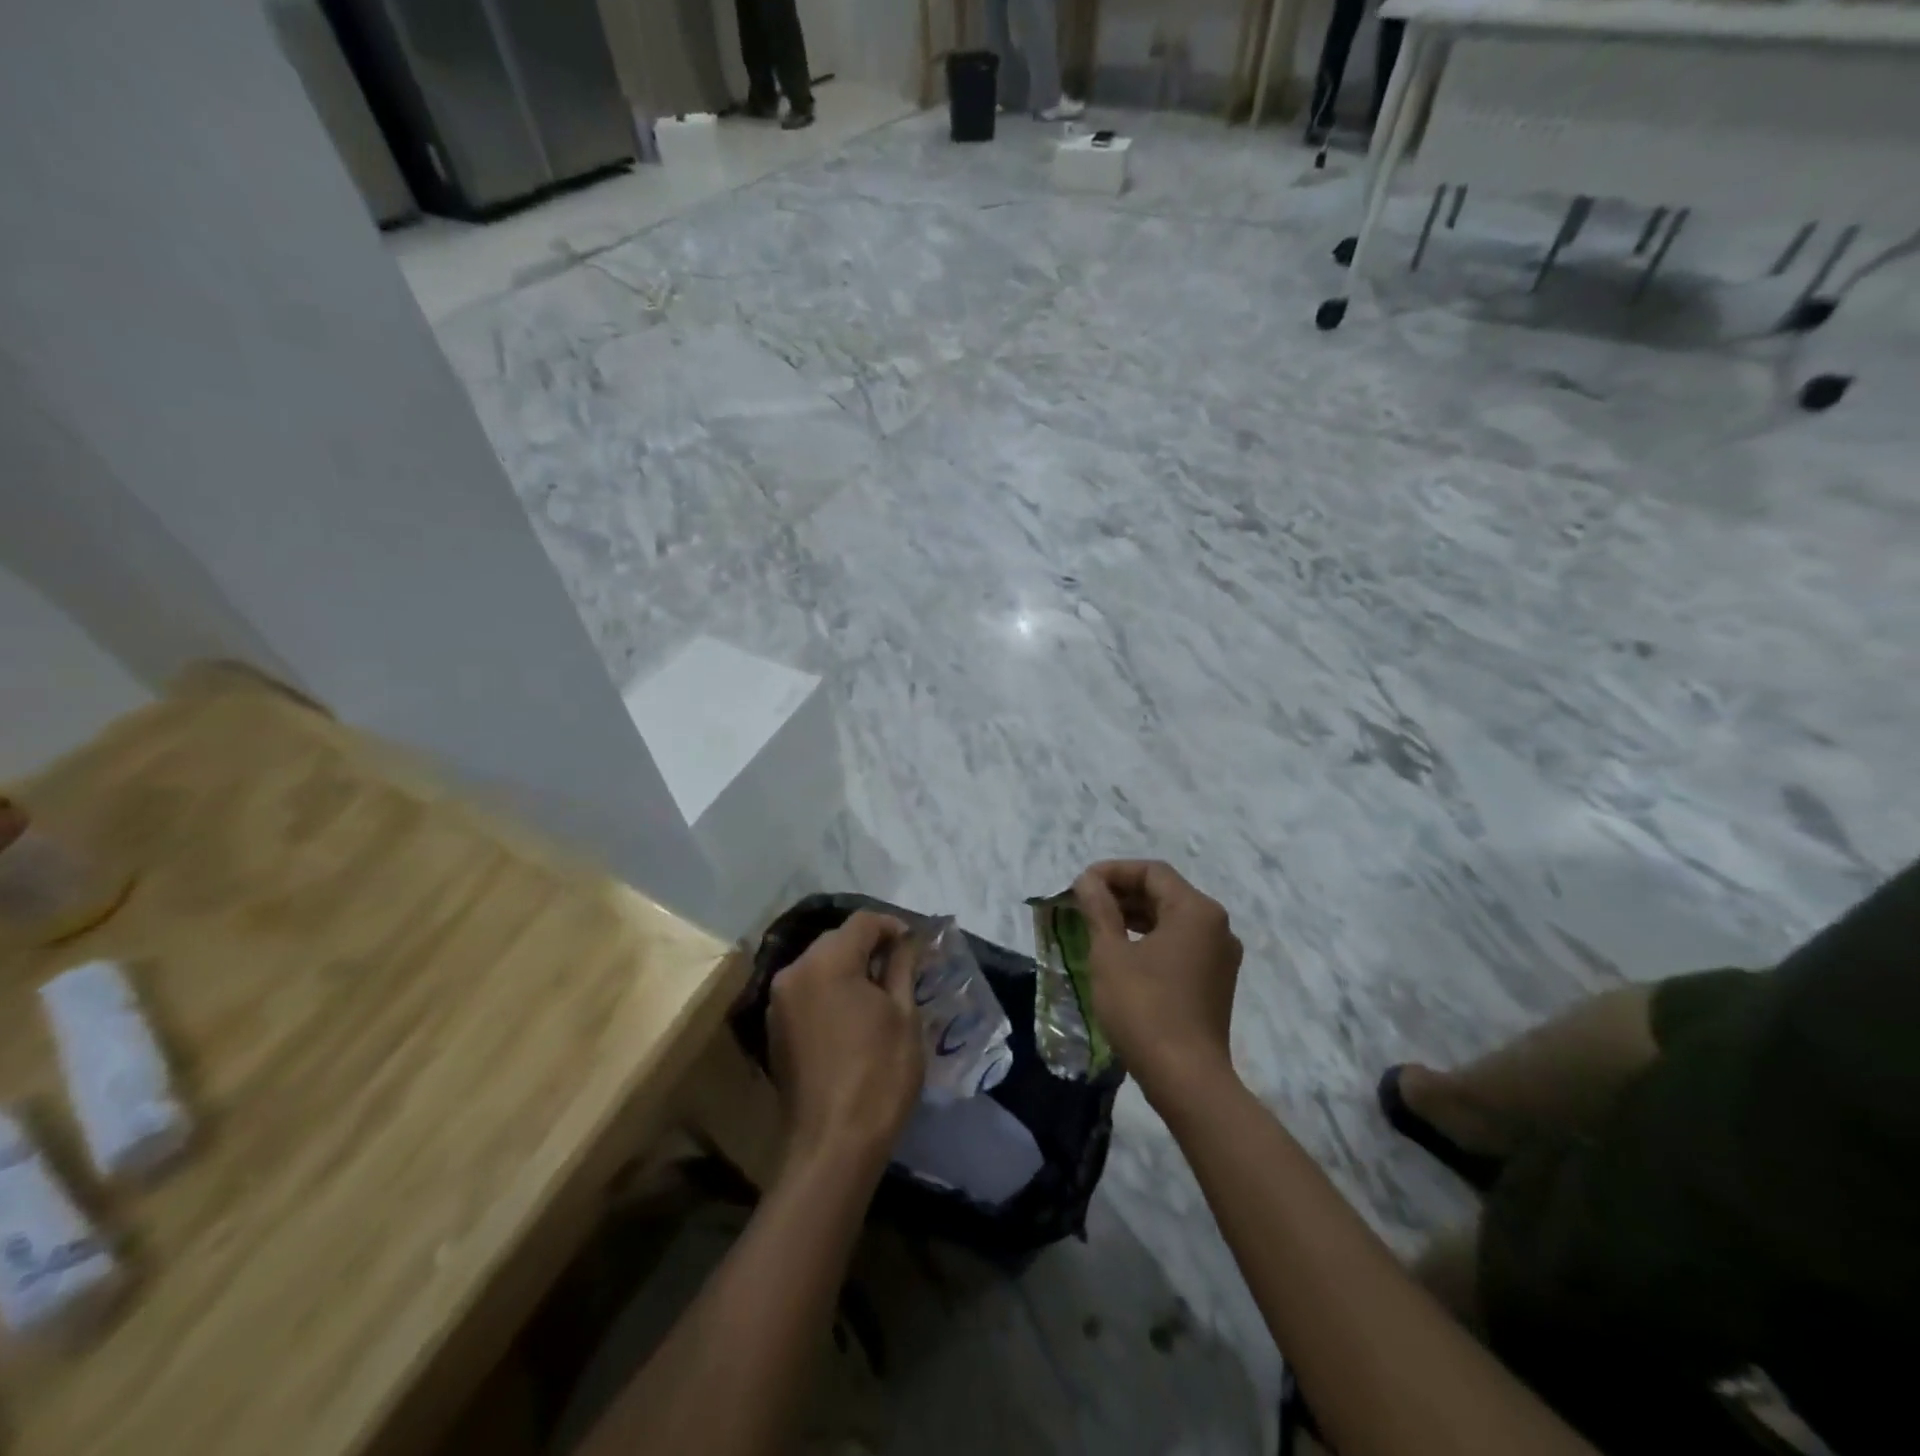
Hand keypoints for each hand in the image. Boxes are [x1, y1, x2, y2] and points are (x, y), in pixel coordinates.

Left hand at [768, 912, 924, 1174]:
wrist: (833, 1145)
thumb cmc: (878, 1075)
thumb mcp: (903, 1015)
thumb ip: (902, 967)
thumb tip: (907, 940)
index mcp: (826, 962)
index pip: (863, 922)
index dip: (893, 926)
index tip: (916, 945)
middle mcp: (794, 971)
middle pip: (837, 940)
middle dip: (870, 946)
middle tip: (903, 967)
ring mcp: (778, 1001)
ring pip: (820, 965)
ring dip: (850, 968)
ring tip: (881, 991)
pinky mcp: (775, 1027)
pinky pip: (808, 991)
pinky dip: (831, 990)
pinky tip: (854, 1014)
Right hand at [1072, 860, 1242, 1099]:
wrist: (1186, 1079)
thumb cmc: (1144, 1008)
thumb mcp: (1110, 954)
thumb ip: (1099, 909)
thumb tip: (1088, 880)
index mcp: (1196, 911)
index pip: (1152, 872)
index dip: (1113, 871)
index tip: (1080, 885)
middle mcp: (1216, 926)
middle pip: (1165, 892)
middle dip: (1122, 893)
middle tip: (1084, 903)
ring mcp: (1220, 956)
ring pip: (1172, 919)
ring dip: (1134, 916)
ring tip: (1096, 924)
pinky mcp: (1215, 981)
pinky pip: (1180, 944)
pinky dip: (1150, 939)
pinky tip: (1122, 952)